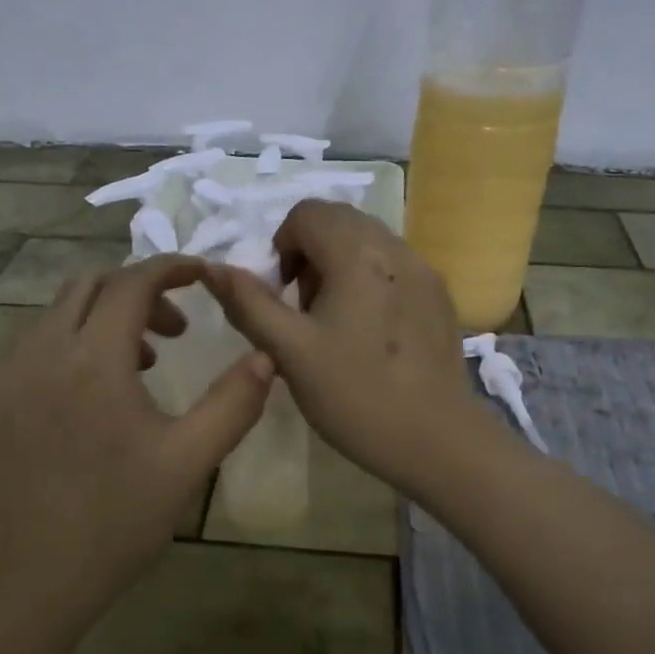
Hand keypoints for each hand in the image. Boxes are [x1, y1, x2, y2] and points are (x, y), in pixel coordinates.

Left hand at [0, 255, 274, 606]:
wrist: (29, 578)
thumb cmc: (117, 519)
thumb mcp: (189, 461)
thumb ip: (233, 403)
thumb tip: (265, 357)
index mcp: (93, 359)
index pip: (132, 282)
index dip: (172, 268)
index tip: (204, 276)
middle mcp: (44, 352)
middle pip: (91, 286)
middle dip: (140, 292)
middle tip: (178, 330)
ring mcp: (11, 376)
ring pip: (59, 313)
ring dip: (106, 316)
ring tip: (145, 364)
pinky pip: (38, 344)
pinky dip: (75, 342)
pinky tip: (97, 395)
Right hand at [203, 200, 482, 495]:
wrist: (435, 440)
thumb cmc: (355, 395)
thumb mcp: (290, 352)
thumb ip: (250, 304)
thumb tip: (214, 268)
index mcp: (357, 255)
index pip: (308, 213)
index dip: (282, 245)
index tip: (281, 293)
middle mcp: (395, 249)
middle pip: (340, 221)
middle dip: (311, 252)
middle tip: (305, 307)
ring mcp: (425, 270)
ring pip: (369, 241)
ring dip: (340, 264)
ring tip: (336, 321)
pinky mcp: (440, 295)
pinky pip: (395, 264)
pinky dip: (370, 278)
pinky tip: (370, 332)